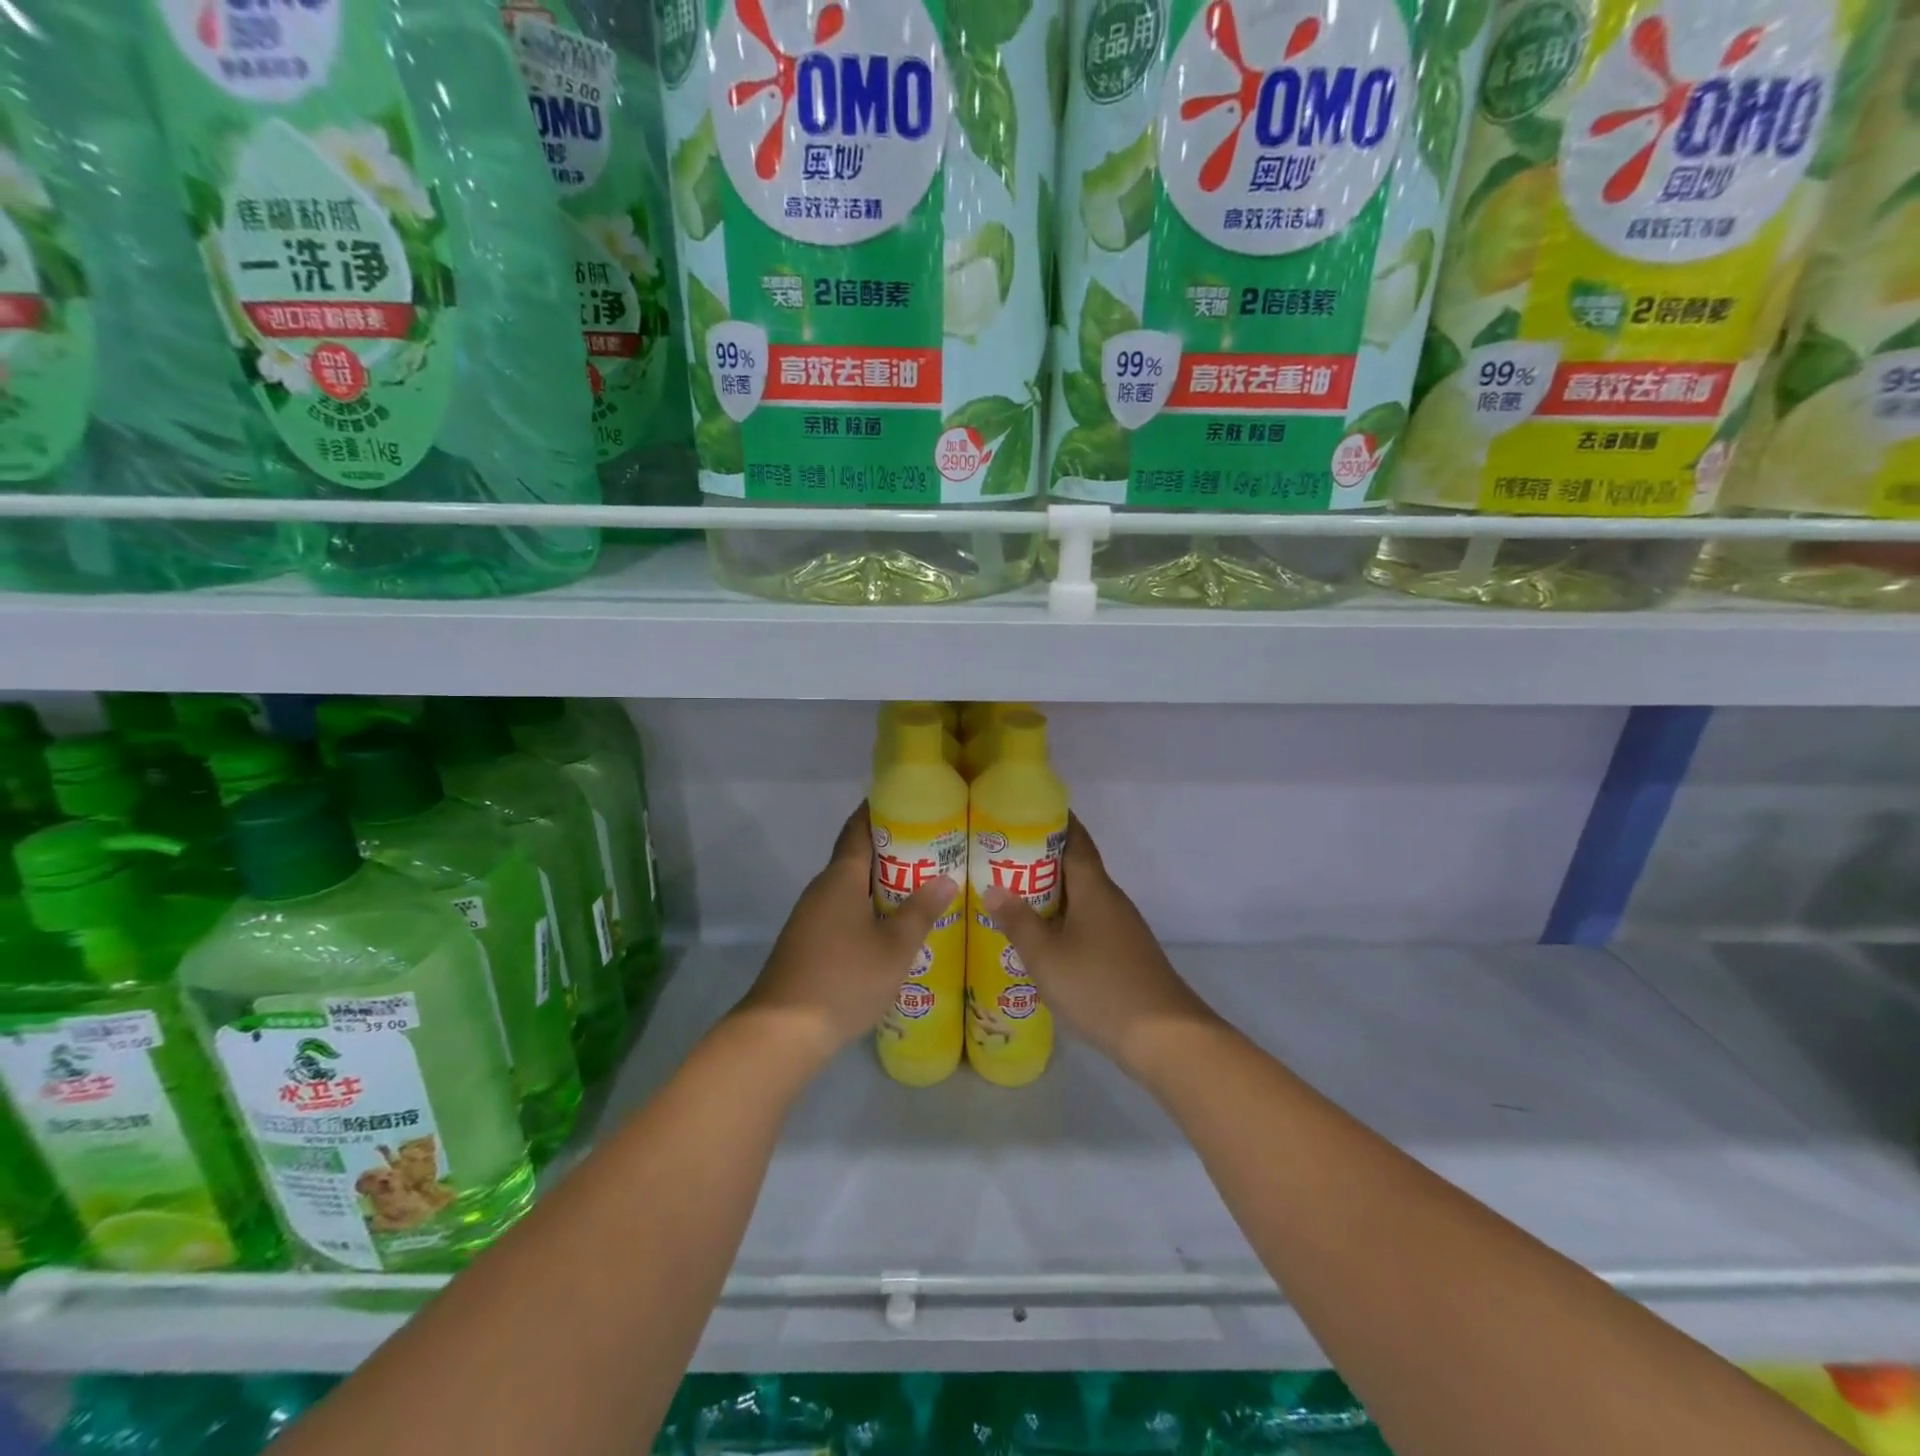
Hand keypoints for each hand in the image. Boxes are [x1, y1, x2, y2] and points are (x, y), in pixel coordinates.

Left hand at [738, 803, 957, 1066]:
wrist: (782, 1032)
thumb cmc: (844, 979)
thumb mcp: (894, 948)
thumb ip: (921, 911)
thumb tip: (946, 878)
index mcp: (840, 879)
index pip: (857, 829)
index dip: (878, 811)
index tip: (905, 800)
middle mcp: (821, 890)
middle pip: (855, 857)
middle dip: (890, 849)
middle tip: (930, 847)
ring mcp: (810, 918)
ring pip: (850, 888)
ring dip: (880, 883)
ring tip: (919, 886)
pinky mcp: (807, 943)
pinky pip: (842, 912)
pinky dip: (867, 908)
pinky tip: (890, 927)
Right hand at [983, 814, 1217, 1077]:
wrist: (1164, 1035)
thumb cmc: (1098, 986)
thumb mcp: (1046, 956)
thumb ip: (1017, 921)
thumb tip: (992, 888)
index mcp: (1094, 888)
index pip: (1076, 839)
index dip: (1055, 820)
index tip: (1026, 810)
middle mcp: (1111, 899)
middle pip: (1077, 866)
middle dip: (1043, 858)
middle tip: (1002, 857)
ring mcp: (1122, 927)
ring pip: (1083, 897)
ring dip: (1053, 892)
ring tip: (1014, 896)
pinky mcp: (1126, 952)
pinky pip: (1089, 921)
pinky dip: (1065, 918)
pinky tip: (1045, 938)